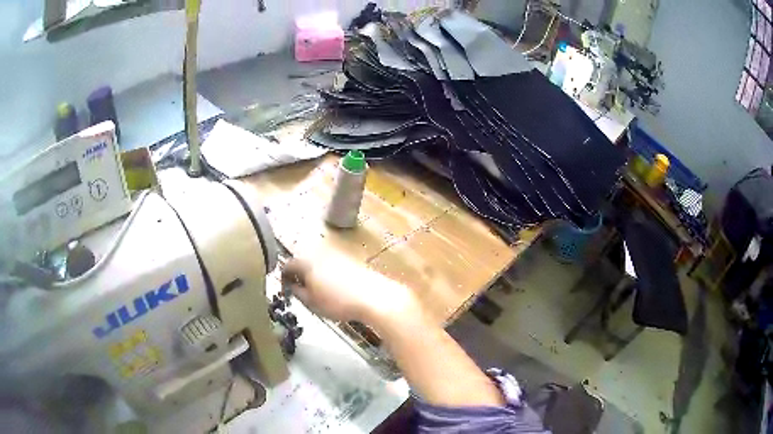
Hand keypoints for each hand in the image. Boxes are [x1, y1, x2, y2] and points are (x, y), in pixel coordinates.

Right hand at [281, 253, 421, 326]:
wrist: (374, 296)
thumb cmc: (338, 302)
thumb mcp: (311, 302)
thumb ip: (296, 292)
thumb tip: (290, 286)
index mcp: (306, 261)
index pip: (287, 265)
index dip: (283, 278)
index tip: (285, 290)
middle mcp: (319, 252)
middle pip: (303, 262)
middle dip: (299, 275)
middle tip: (301, 292)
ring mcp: (336, 254)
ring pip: (318, 263)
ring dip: (314, 275)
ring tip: (318, 293)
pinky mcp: (350, 260)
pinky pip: (331, 265)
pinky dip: (327, 275)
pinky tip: (334, 289)